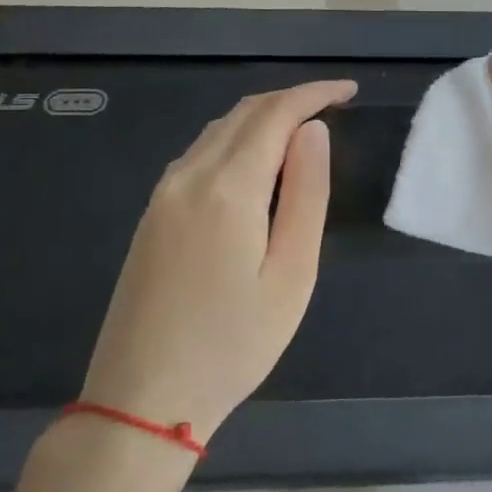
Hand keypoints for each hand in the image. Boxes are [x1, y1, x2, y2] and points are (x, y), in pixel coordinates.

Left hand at [77, 80, 356, 463]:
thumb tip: (314, 133)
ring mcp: (162, 196)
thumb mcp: (292, 274)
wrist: (142, 399)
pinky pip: (199, 154)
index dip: (315, 94)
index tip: (350, 92)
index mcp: (227, 189)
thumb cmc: (234, 343)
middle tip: (334, 107)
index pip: (275, 114)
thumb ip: (306, 196)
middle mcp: (187, 178)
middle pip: (243, 114)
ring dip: (263, 118)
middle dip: (291, 99)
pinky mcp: (152, 216)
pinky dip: (236, 140)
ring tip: (305, 131)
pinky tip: (259, 163)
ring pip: (217, 131)